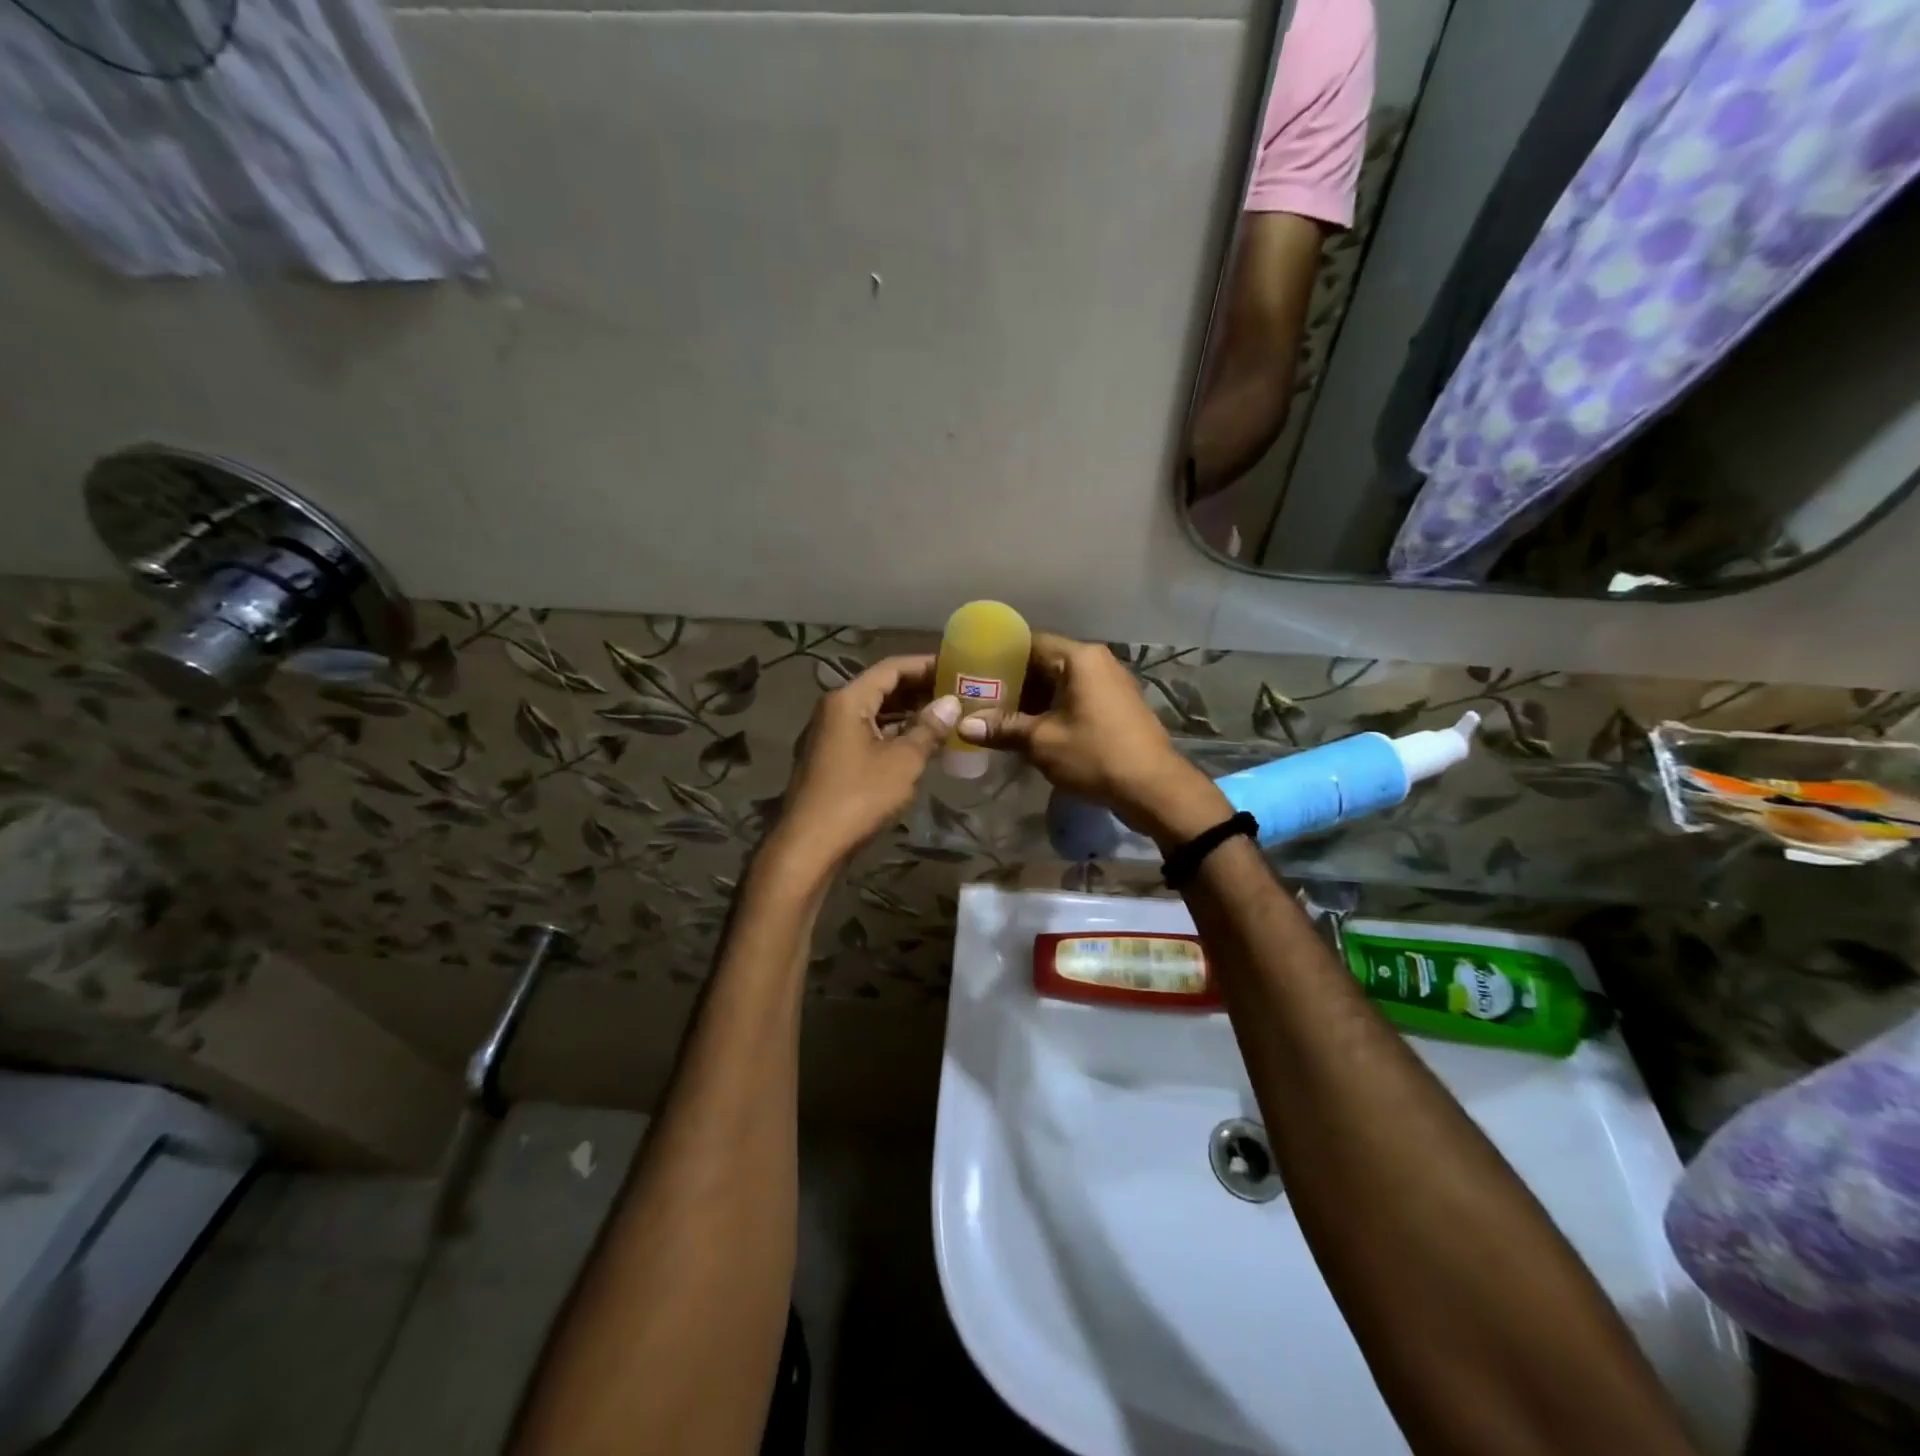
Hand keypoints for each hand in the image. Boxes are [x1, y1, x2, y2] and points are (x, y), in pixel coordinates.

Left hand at [763, 655, 959, 879]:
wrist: (810, 845)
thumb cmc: (859, 796)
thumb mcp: (903, 761)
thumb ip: (929, 728)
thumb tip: (951, 703)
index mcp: (848, 699)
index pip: (892, 668)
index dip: (925, 664)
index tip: (956, 667)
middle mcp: (834, 709)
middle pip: (881, 688)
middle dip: (919, 689)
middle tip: (957, 692)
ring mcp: (829, 735)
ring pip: (874, 713)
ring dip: (907, 713)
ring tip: (945, 716)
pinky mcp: (830, 759)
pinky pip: (866, 734)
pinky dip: (893, 733)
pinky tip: (919, 743)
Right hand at [956, 633, 1227, 846]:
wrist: (1153, 788)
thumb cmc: (1095, 755)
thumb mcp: (1042, 742)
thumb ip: (1002, 729)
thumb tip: (962, 726)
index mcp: (1080, 658)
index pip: (1030, 642)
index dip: (999, 656)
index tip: (974, 671)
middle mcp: (1097, 662)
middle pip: (1044, 662)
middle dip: (1013, 681)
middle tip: (980, 698)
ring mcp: (1110, 683)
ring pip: (1060, 682)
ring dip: (1032, 699)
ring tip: (999, 717)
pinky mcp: (1116, 705)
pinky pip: (1075, 697)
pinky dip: (1052, 709)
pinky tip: (1030, 729)